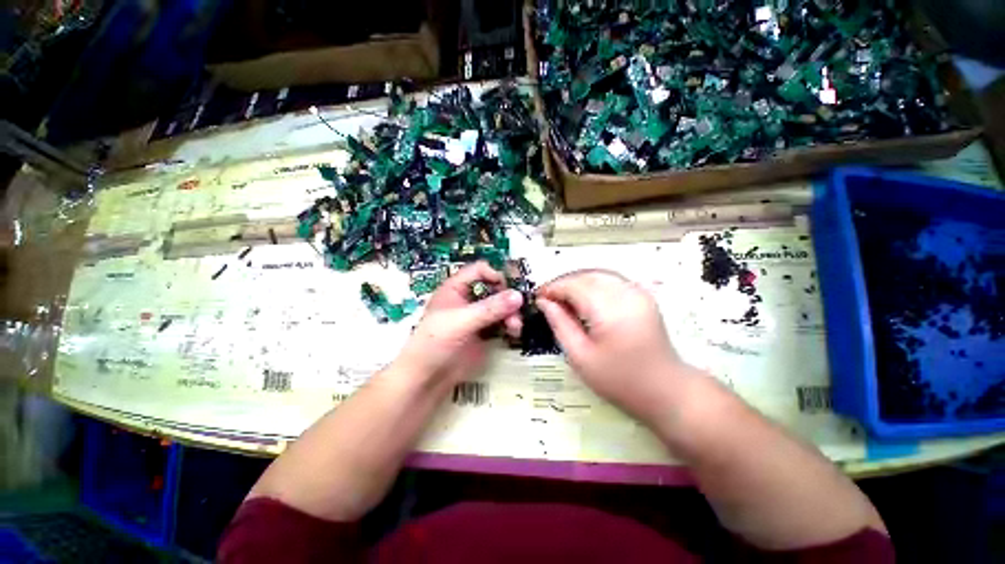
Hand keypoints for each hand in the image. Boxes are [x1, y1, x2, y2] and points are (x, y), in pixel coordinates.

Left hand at [394, 261, 523, 384]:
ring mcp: (475, 319)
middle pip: (494, 289)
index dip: (495, 276)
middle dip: (508, 299)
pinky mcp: (482, 337)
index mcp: (455, 289)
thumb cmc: (434, 343)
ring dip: (511, 314)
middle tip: (516, 314)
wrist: (426, 377)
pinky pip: (500, 325)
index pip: (479, 270)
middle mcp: (466, 301)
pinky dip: (509, 327)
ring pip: (500, 308)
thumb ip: (490, 309)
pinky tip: (514, 334)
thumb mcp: (461, 322)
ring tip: (515, 328)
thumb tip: (518, 295)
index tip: (509, 290)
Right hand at [536, 270, 696, 422]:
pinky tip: (589, 303)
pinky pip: (616, 282)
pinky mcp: (645, 297)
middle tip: (549, 301)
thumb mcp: (581, 357)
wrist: (661, 387)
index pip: (574, 285)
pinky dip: (598, 286)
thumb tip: (545, 303)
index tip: (537, 298)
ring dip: (581, 283)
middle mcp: (625, 292)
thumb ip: (561, 325)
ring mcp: (638, 292)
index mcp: (608, 307)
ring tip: (566, 302)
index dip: (553, 288)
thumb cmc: (618, 379)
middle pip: (588, 275)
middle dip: (566, 284)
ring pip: (602, 275)